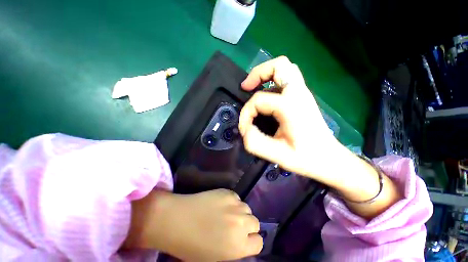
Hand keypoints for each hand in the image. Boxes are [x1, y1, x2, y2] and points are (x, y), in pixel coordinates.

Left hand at [124, 189, 262, 260]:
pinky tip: (220, 204)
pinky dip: (232, 202)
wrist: (177, 221)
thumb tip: (242, 240)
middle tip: (235, 225)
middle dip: (248, 225)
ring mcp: (235, 205)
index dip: (251, 241)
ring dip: (240, 212)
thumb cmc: (192, 246)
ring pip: (247, 208)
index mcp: (238, 246)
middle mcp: (241, 224)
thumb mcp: (216, 257)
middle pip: (255, 222)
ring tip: (227, 213)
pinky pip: (236, 197)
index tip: (244, 239)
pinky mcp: (227, 192)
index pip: (258, 242)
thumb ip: (234, 249)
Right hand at [238, 56, 341, 179]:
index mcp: (291, 106)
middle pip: (279, 65)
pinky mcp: (302, 97)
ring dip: (266, 75)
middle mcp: (298, 94)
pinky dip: (272, 82)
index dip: (246, 113)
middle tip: (246, 87)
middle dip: (258, 73)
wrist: (329, 159)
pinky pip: (286, 79)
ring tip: (253, 88)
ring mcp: (302, 93)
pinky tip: (266, 96)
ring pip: (284, 69)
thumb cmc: (306, 158)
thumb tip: (245, 130)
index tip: (245, 129)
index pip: (258, 100)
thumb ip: (256, 143)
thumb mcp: (278, 156)